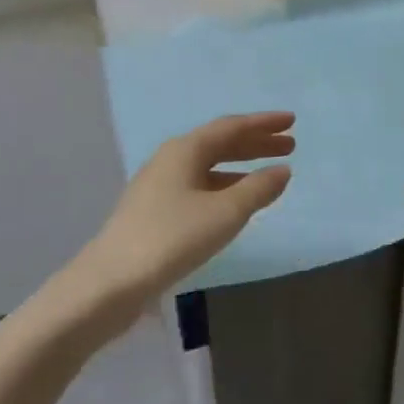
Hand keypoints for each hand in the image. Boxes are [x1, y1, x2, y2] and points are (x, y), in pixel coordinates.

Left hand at [69, 112, 293, 333]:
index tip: (292, 121)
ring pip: (209, 167)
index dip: (263, 123)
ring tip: (270, 174)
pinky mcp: (155, 211)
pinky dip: (225, 187)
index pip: (231, 127)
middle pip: (219, 144)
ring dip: (242, 167)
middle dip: (256, 143)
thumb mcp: (225, 212)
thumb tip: (282, 170)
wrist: (112, 282)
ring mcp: (159, 186)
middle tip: (289, 145)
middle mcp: (170, 160)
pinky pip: (199, 186)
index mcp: (185, 150)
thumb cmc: (173, 238)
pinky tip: (237, 203)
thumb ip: (258, 189)